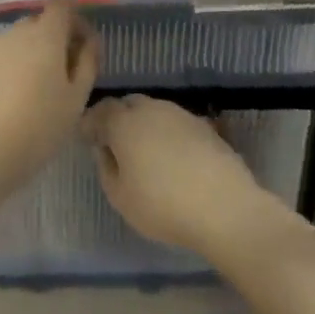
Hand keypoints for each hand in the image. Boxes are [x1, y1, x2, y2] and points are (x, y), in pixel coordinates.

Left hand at [0, 5, 98, 182]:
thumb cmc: (39, 127)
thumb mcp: (76, 99)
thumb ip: (86, 62)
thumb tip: (88, 41)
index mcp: (44, 36)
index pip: (61, 8)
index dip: (74, 22)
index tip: (81, 47)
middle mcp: (13, 33)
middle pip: (36, 24)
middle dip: (50, 40)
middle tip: (59, 74)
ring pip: (13, 42)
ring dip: (26, 55)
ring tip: (29, 92)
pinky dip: (3, 69)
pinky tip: (4, 99)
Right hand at [82, 96, 269, 254]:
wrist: (227, 209)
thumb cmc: (163, 205)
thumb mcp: (120, 197)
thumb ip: (105, 168)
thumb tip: (105, 150)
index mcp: (124, 123)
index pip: (100, 110)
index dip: (91, 123)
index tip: (88, 139)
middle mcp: (151, 109)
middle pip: (128, 104)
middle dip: (117, 119)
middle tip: (115, 143)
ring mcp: (181, 115)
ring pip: (154, 111)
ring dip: (144, 124)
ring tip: (144, 151)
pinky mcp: (205, 127)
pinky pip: (176, 123)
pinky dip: (167, 133)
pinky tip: (171, 157)